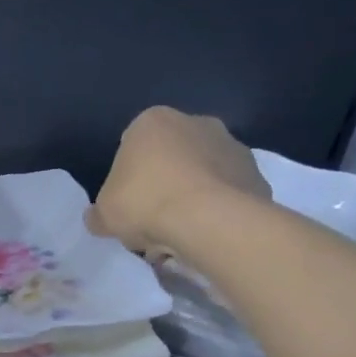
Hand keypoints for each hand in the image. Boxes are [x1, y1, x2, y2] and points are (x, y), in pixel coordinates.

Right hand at [84, 107, 269, 256]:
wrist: (210, 220)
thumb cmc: (145, 203)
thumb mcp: (104, 214)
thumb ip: (99, 213)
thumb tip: (97, 218)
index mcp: (153, 122)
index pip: (132, 145)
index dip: (127, 176)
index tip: (127, 202)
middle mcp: (196, 122)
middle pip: (172, 155)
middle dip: (164, 181)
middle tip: (152, 218)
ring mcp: (232, 146)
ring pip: (203, 173)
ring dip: (193, 196)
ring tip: (181, 233)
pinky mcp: (257, 173)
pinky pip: (228, 193)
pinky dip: (218, 209)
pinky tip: (206, 234)